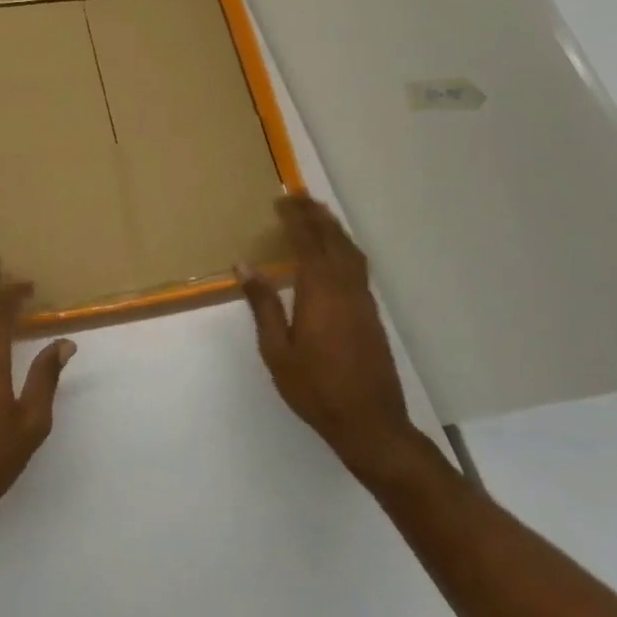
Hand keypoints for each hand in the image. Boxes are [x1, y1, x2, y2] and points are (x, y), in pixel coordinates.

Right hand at [240, 196, 423, 486]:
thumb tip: (245, 266)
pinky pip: (358, 266)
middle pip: (332, 239)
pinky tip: (336, 253)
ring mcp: (363, 299)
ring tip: (318, 213)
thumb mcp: (277, 350)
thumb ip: (264, 305)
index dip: (294, 219)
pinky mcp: (372, 313)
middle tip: (298, 195)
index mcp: (320, 292)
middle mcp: (346, 287)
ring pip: (351, 251)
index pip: (306, 242)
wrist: (369, 421)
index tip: (281, 199)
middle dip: (315, 215)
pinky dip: (345, 247)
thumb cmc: (315, 389)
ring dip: (334, 228)